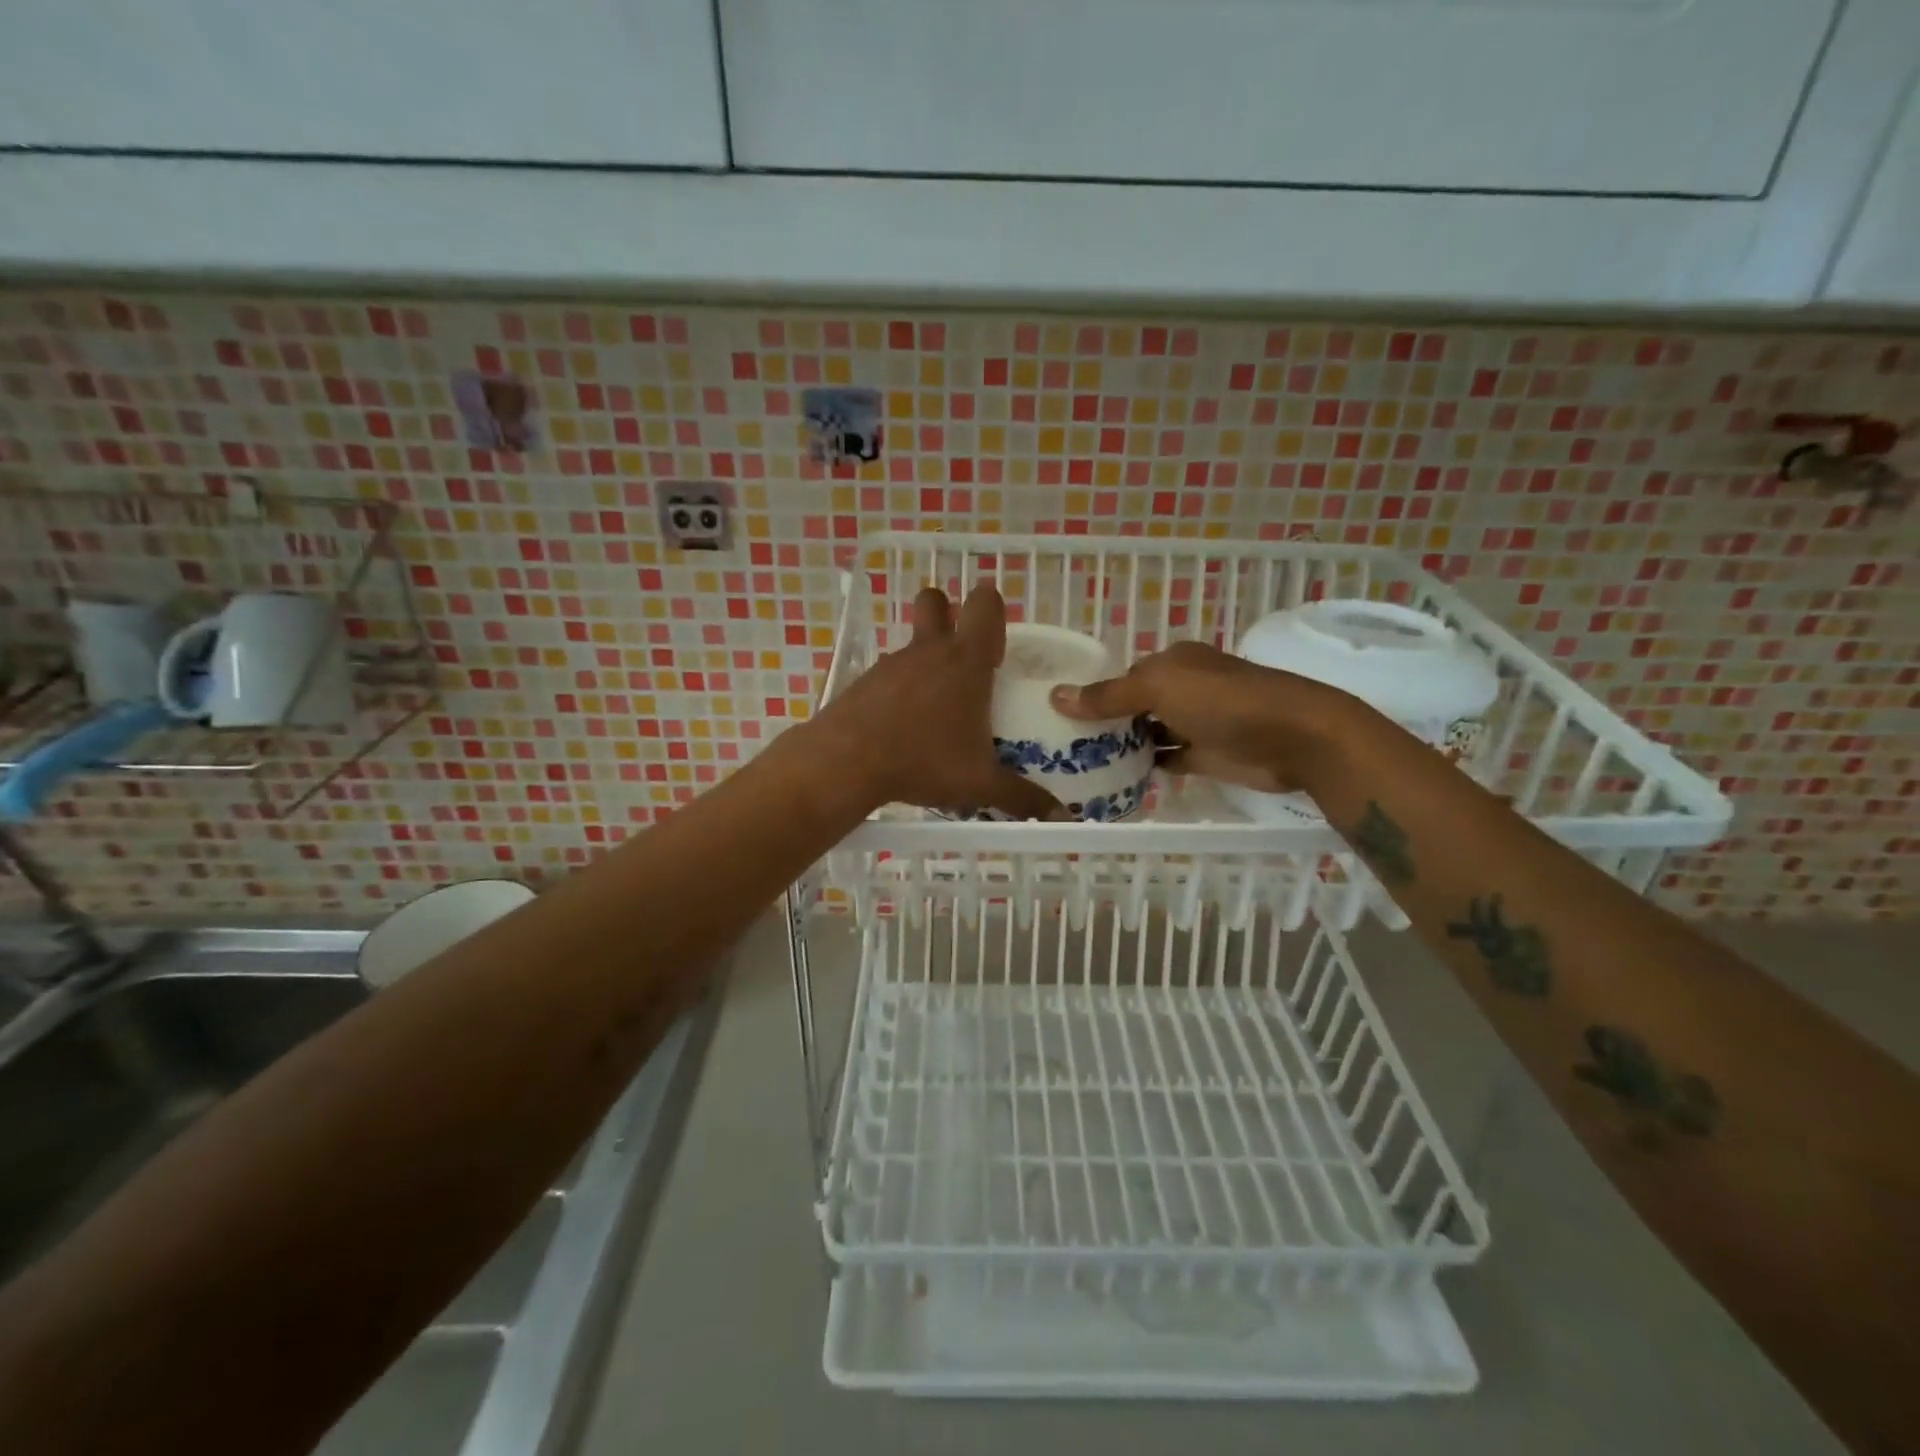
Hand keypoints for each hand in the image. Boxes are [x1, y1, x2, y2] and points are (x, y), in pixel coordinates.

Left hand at [809, 587, 1064, 819]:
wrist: (846, 762)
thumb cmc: (924, 761)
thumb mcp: (980, 784)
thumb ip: (1023, 798)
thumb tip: (1062, 818)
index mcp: (966, 661)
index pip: (985, 603)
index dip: (993, 613)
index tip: (996, 651)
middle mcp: (929, 651)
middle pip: (936, 600)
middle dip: (949, 614)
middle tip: (963, 659)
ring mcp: (892, 663)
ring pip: (912, 642)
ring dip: (926, 660)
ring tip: (936, 710)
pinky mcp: (865, 681)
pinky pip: (890, 673)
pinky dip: (900, 690)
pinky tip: (903, 727)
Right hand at [1049, 641, 1346, 793]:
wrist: (1294, 738)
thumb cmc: (1223, 702)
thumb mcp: (1159, 689)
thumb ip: (1108, 696)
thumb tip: (1056, 695)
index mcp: (1174, 662)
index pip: (1125, 675)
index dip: (1096, 693)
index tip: (1063, 716)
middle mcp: (1185, 688)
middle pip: (1136, 705)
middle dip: (1107, 723)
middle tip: (1067, 746)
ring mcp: (1197, 723)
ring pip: (1150, 733)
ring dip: (1125, 747)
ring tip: (1083, 765)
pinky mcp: (1208, 755)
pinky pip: (1168, 759)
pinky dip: (1148, 768)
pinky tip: (1119, 779)